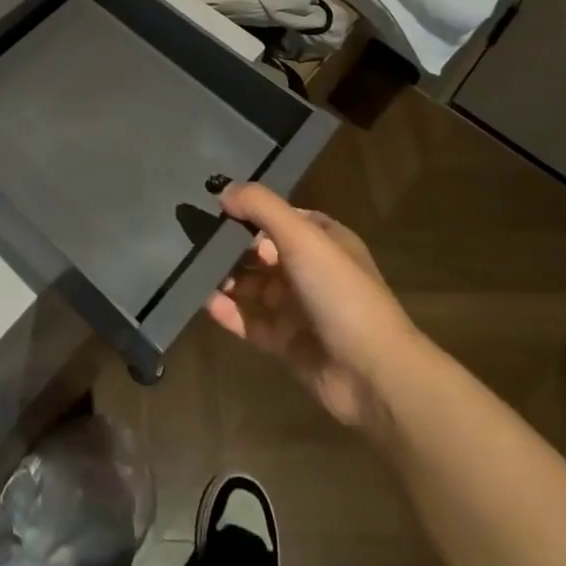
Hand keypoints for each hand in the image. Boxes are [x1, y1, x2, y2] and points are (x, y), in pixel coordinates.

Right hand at [206, 183, 419, 430]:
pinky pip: (250, 321)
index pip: (279, 217)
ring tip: (191, 267)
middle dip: (230, 244)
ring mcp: (298, 308)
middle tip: (192, 237)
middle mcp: (310, 270)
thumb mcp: (302, 236)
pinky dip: (228, 312)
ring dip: (226, 277)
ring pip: (253, 285)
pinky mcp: (286, 343)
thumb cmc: (340, 292)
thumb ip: (260, 207)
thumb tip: (222, 191)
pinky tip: (204, 301)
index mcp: (323, 240)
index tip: (213, 205)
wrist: (374, 374)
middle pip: (261, 250)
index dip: (248, 210)